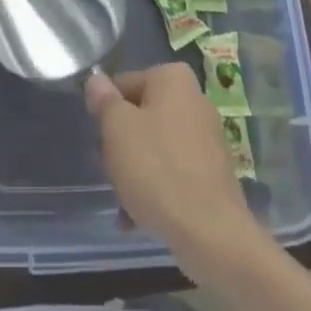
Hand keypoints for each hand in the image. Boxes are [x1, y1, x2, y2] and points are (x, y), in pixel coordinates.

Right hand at [85, 62, 266, 275]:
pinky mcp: (212, 172)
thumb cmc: (156, 168)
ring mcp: (207, 137)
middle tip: (110, 171)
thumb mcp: (116, 128)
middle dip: (121, 145)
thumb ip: (104, 100)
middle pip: (140, 116)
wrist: (210, 232)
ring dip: (134, 171)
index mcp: (172, 78)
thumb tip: (97, 81)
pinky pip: (173, 171)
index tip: (100, 142)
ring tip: (123, 204)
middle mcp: (194, 99)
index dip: (106, 113)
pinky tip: (138, 218)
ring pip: (155, 146)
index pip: (123, 85)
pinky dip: (155, 188)